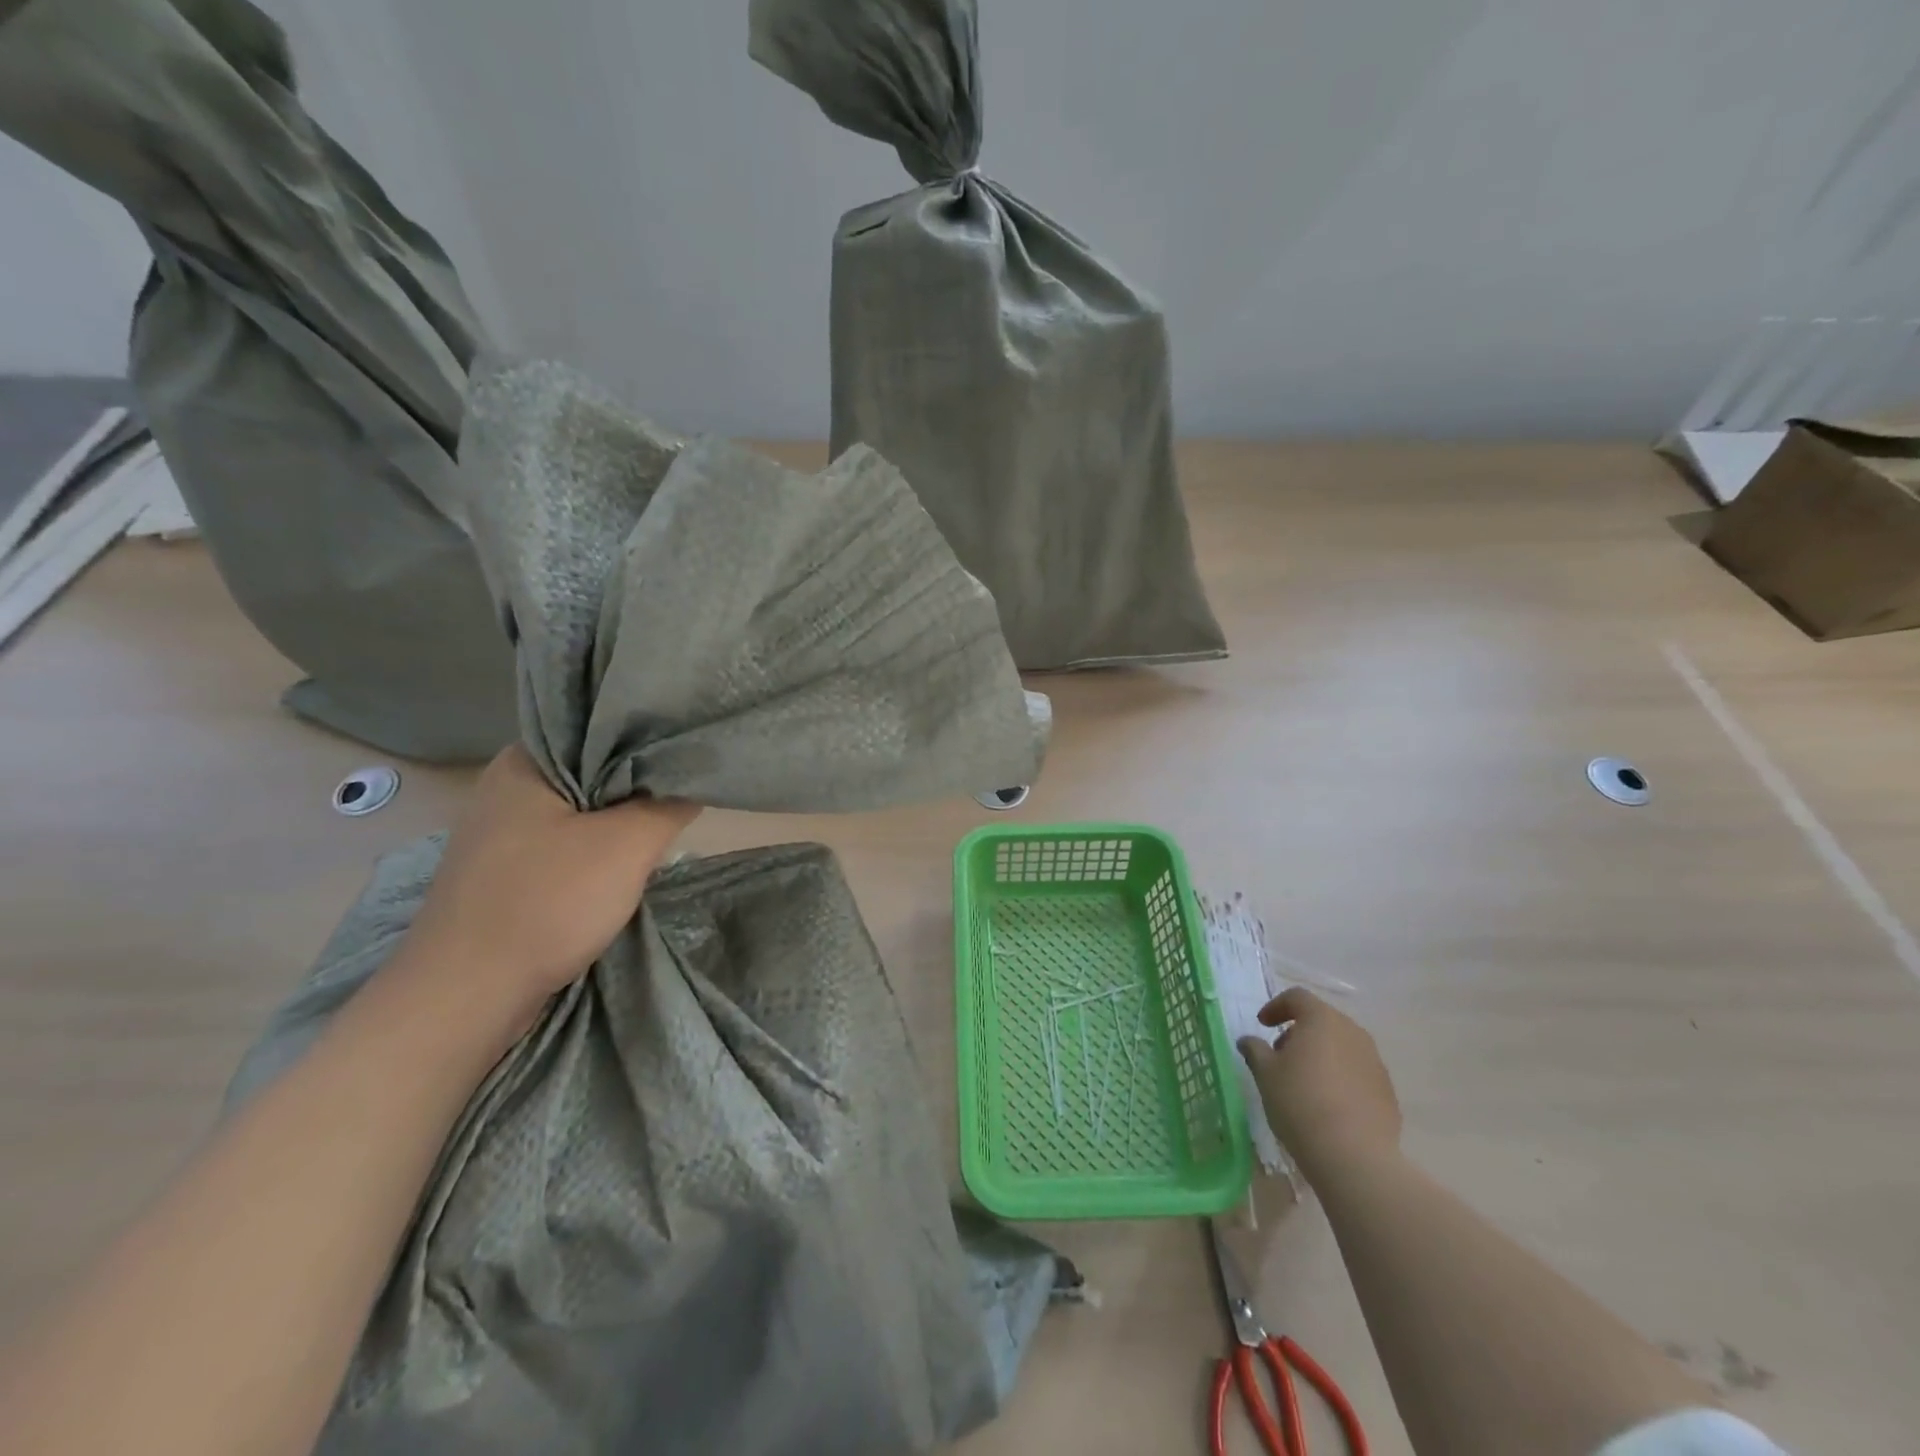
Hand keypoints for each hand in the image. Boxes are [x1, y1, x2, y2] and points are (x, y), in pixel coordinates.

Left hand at [397, 747, 699, 1019]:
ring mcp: (498, 833)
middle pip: (590, 771)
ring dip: (617, 823)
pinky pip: (562, 844)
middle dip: (637, 787)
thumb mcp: (628, 845)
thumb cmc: (547, 902)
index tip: (687, 756)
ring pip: (579, 811)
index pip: (598, 729)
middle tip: (682, 797)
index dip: (647, 740)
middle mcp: (504, 787)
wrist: (466, 996)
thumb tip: (695, 777)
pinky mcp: (502, 871)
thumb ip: (668, 803)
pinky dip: (595, 850)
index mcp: (523, 762)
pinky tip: (621, 866)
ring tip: (661, 830)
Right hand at [1238, 987, 1401, 1182]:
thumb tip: (1248, 1041)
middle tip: (1280, 1056)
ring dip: (1322, 1055)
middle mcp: (1353, 1033)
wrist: (1354, 1156)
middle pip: (1322, 1020)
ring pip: (1342, 1046)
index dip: (1276, 1006)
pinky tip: (1328, 1104)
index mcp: (1322, 1020)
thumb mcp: (1265, 1074)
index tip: (1262, 1025)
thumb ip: (1255, 1050)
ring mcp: (1375, 1062)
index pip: (1297, 997)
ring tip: (1304, 1082)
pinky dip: (1340, 1077)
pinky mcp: (1387, 1091)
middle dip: (1299, 1032)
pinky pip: (1357, 1072)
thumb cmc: (1300, 1103)